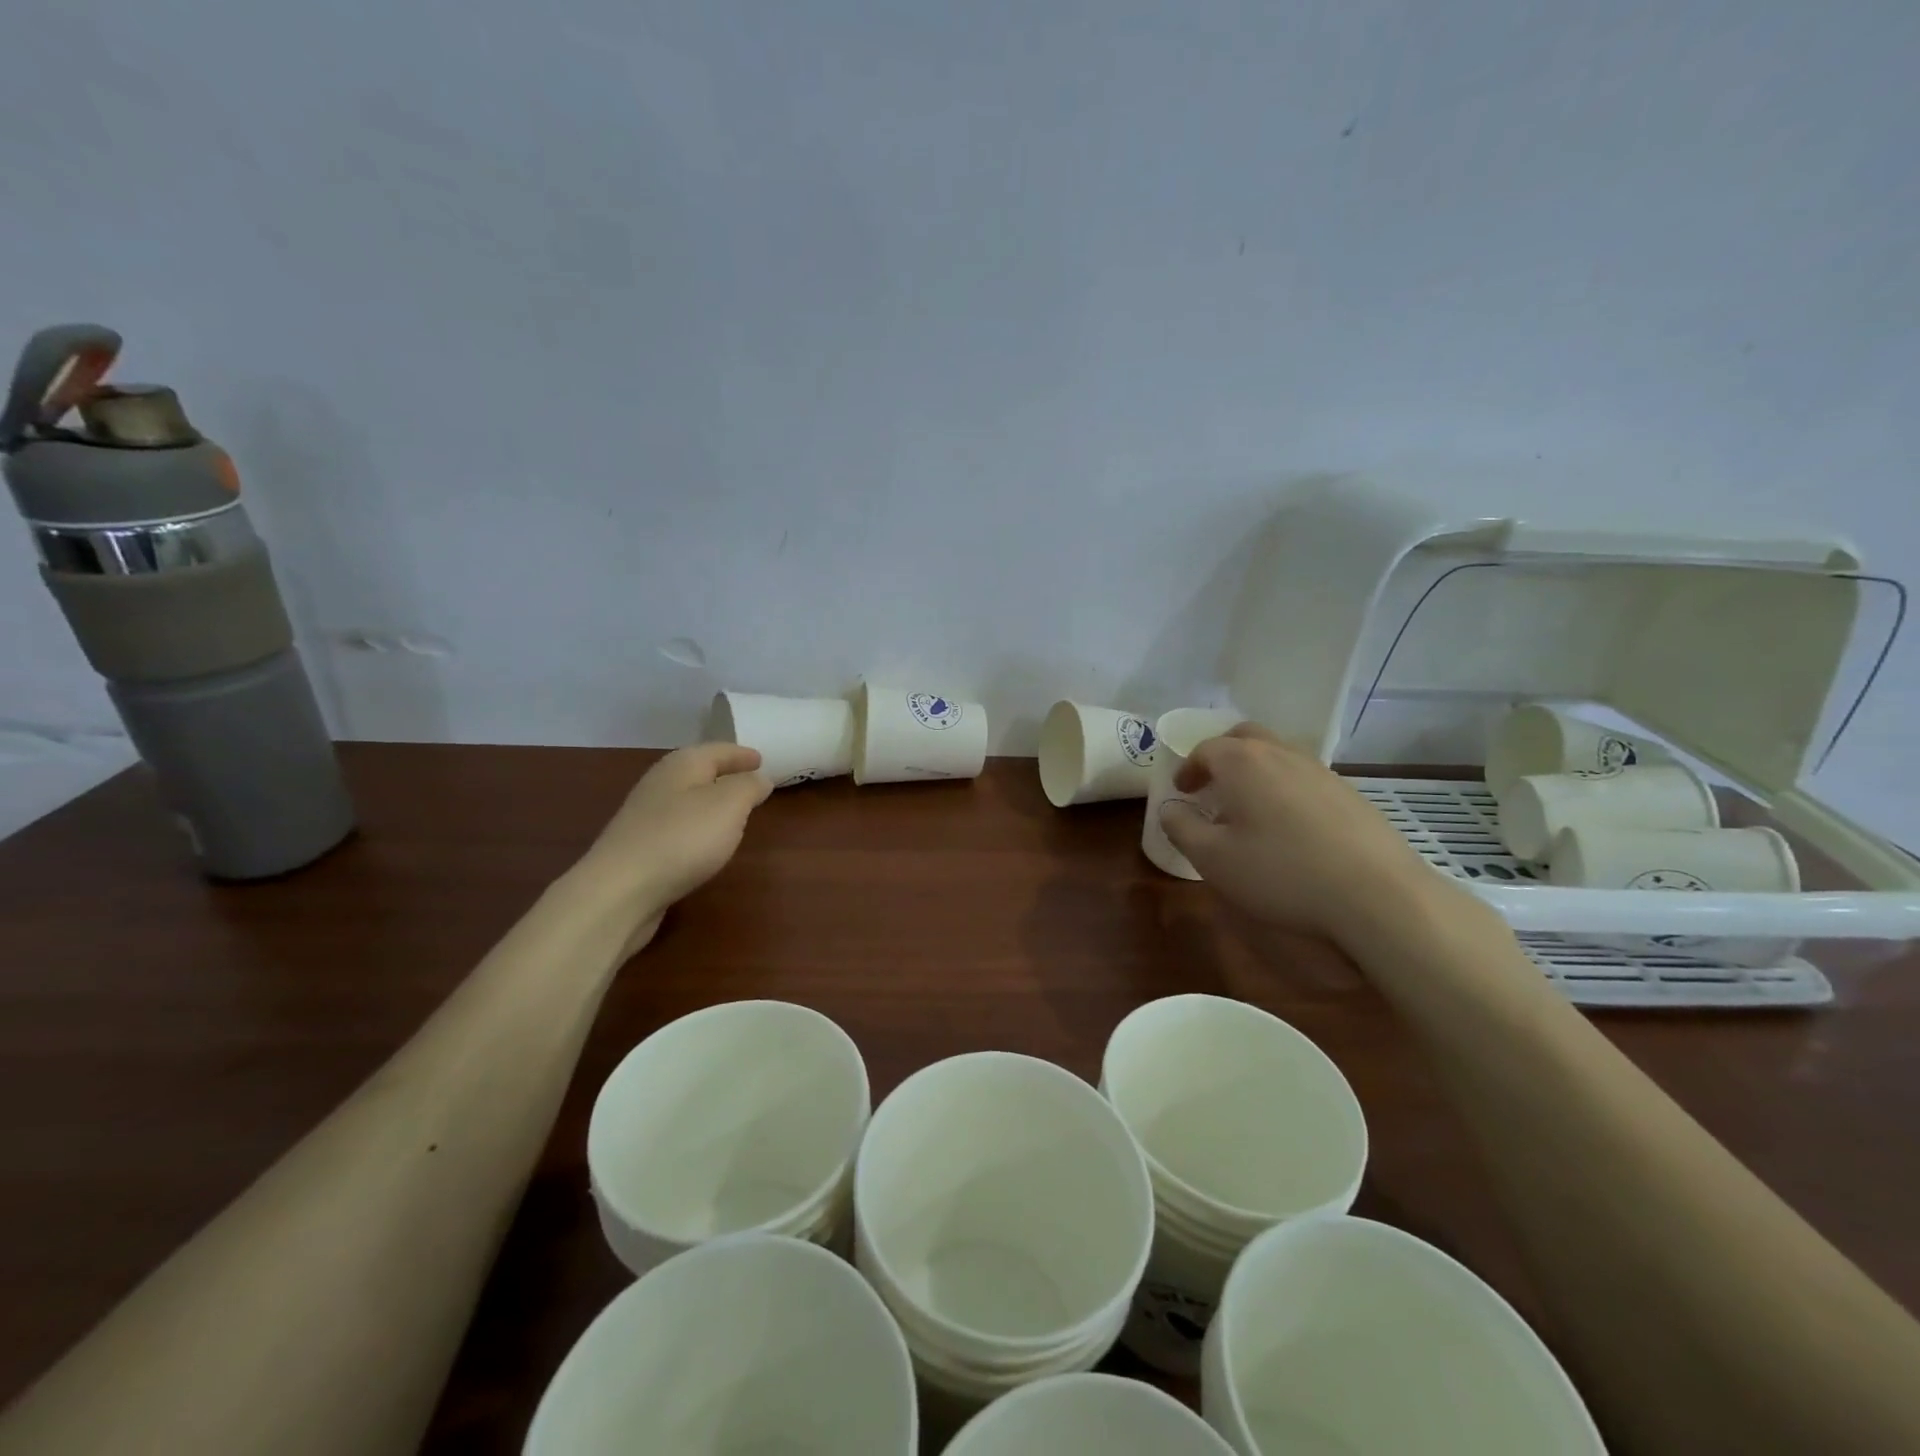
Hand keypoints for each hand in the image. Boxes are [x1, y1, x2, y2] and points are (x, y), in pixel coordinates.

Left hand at [576, 744, 772, 935]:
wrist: (620, 890)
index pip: (718, 750)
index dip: (741, 755)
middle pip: (699, 772)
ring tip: (734, 812)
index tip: (762, 760)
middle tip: (751, 782)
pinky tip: (705, 842)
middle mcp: (661, 783)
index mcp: (682, 765)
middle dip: (725, 774)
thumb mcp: (730, 804)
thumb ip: (749, 787)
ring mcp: (646, 816)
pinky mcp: (640, 847)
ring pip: (687, 799)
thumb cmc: (683, 837)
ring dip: (711, 801)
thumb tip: (760, 778)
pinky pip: (678, 826)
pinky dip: (697, 826)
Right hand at [1158, 724, 1472, 954]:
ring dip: (1255, 770)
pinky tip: (1289, 825)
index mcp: (1243, 762)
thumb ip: (1182, 828)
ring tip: (1248, 806)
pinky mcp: (1350, 794)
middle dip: (1222, 754)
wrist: (1377, 895)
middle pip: (1245, 737)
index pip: (1205, 749)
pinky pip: (1304, 777)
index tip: (1182, 791)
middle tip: (1211, 784)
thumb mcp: (1213, 859)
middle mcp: (1282, 754)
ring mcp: (1321, 771)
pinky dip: (1285, 787)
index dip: (1188, 768)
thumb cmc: (1281, 872)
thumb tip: (1170, 809)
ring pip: (1279, 754)